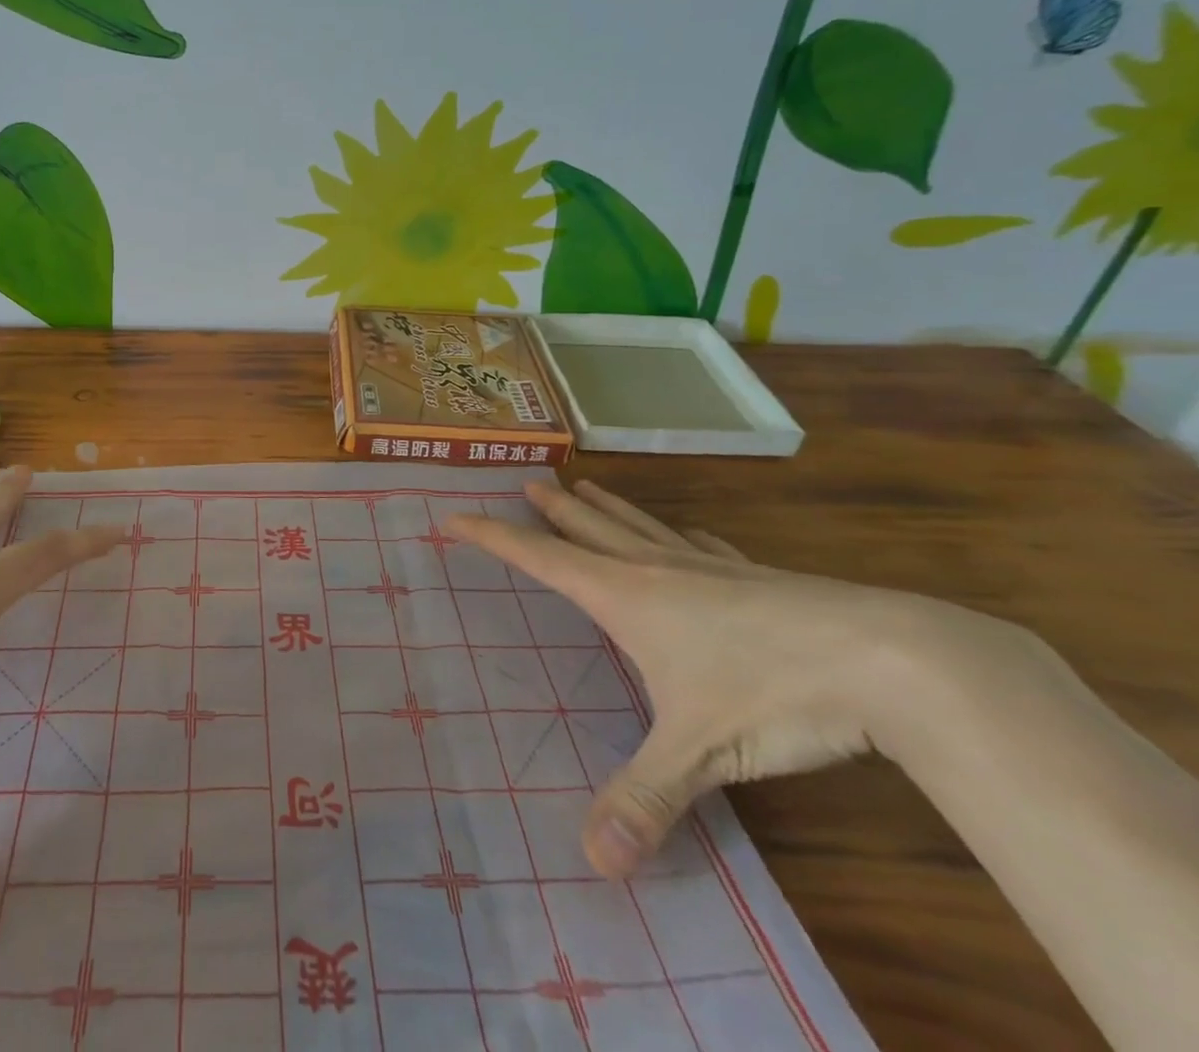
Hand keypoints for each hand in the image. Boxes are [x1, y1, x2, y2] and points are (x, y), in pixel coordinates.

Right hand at [446, 478, 1018, 878]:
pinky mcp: (757, 577)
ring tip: (585, 487)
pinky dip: (676, 533)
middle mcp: (656, 570)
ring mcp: (709, 568)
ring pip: (640, 526)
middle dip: (553, 509)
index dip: (491, 536)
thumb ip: (644, 801)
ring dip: (606, 507)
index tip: (454, 516)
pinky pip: (699, 544)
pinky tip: (686, 533)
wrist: (888, 660)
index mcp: (626, 597)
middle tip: (527, 481)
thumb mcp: (699, 753)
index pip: (539, 559)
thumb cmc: (772, 694)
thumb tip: (591, 862)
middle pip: (589, 528)